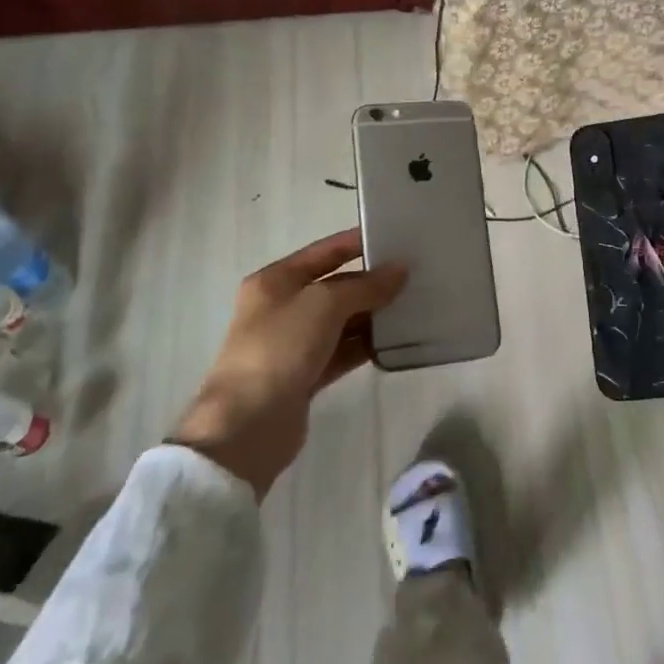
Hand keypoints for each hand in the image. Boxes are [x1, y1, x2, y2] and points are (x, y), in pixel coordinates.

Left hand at [170, 229, 404, 497]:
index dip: (357, 243)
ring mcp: (294, 343)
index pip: (324, 252)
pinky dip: (366, 345)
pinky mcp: (306, 375)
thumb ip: (365, 286)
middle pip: (335, 286)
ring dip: (373, 315)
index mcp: (276, 281)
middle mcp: (283, 307)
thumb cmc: (280, 348)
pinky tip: (396, 341)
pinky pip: (342, 351)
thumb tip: (400, 270)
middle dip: (372, 282)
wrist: (247, 425)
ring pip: (342, 321)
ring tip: (415, 306)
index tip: (395, 238)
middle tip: (416, 276)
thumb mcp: (324, 304)